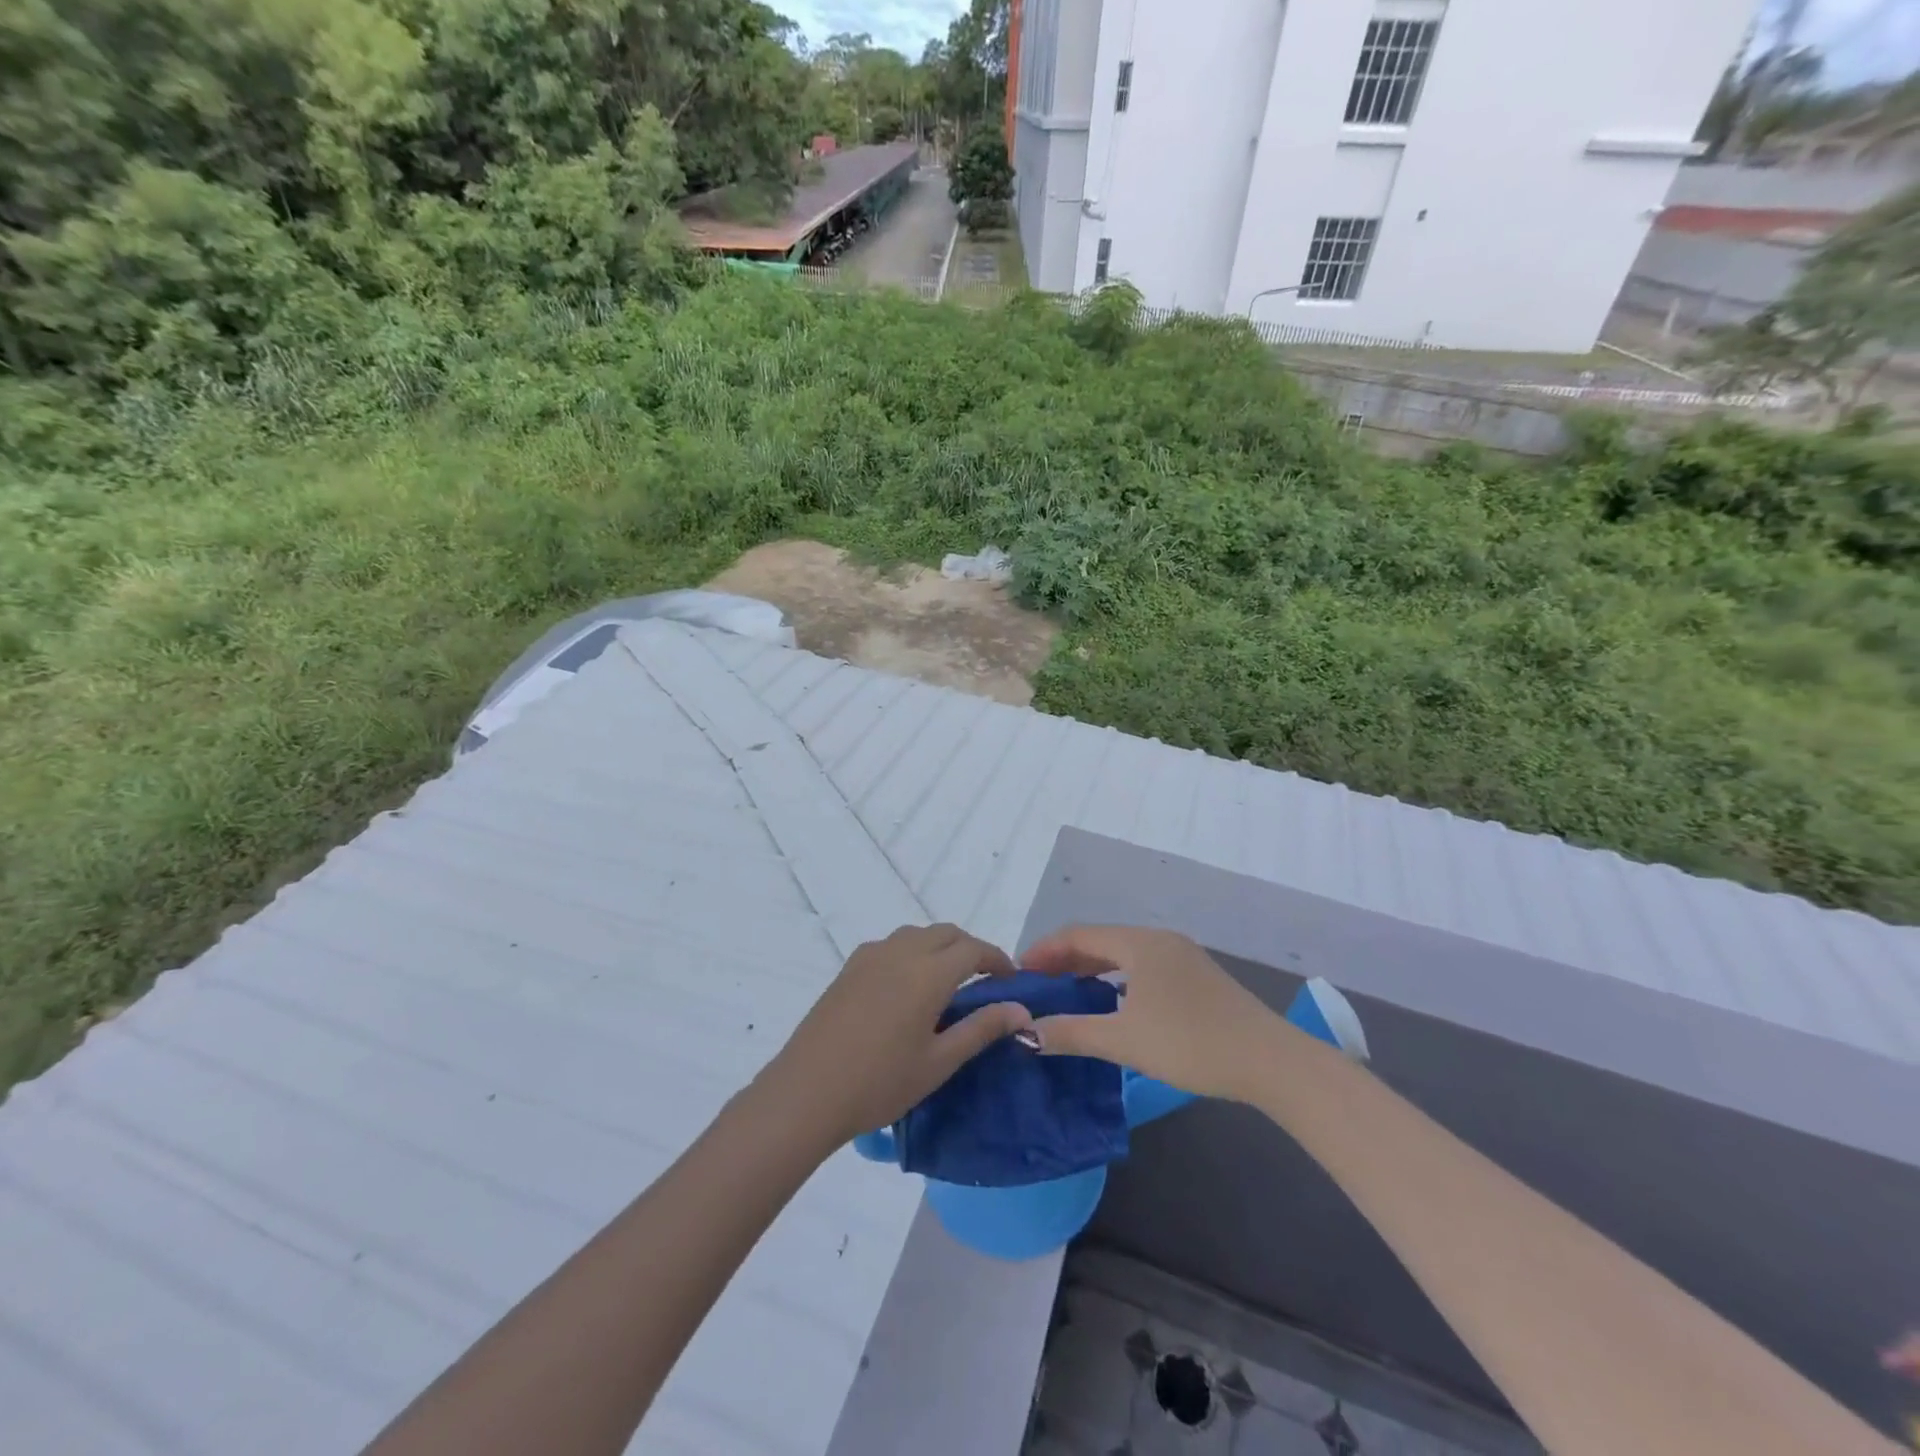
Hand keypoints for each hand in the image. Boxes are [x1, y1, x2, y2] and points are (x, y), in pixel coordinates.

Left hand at [757, 923, 1030, 1146]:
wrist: (808, 1091)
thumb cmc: (880, 1082)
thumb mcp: (939, 1061)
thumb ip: (982, 1029)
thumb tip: (1022, 1010)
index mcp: (928, 972)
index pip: (974, 949)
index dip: (997, 959)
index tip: (1011, 980)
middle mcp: (901, 951)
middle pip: (946, 933)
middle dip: (970, 949)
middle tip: (984, 981)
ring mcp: (871, 956)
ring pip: (917, 935)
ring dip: (940, 947)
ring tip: (948, 984)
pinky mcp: (849, 967)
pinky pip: (892, 946)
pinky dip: (912, 953)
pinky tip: (908, 988)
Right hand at [1021, 925, 1282, 1103]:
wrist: (1270, 1062)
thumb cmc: (1191, 1043)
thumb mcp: (1124, 1040)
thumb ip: (1071, 1033)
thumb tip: (1026, 1032)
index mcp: (1140, 943)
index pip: (1079, 935)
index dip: (1044, 951)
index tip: (1019, 972)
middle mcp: (1160, 940)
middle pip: (1101, 941)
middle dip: (1065, 960)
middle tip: (1038, 985)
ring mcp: (1183, 957)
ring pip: (1124, 955)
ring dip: (1092, 971)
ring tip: (1067, 994)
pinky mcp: (1198, 978)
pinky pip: (1144, 968)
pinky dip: (1117, 980)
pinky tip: (1112, 1004)